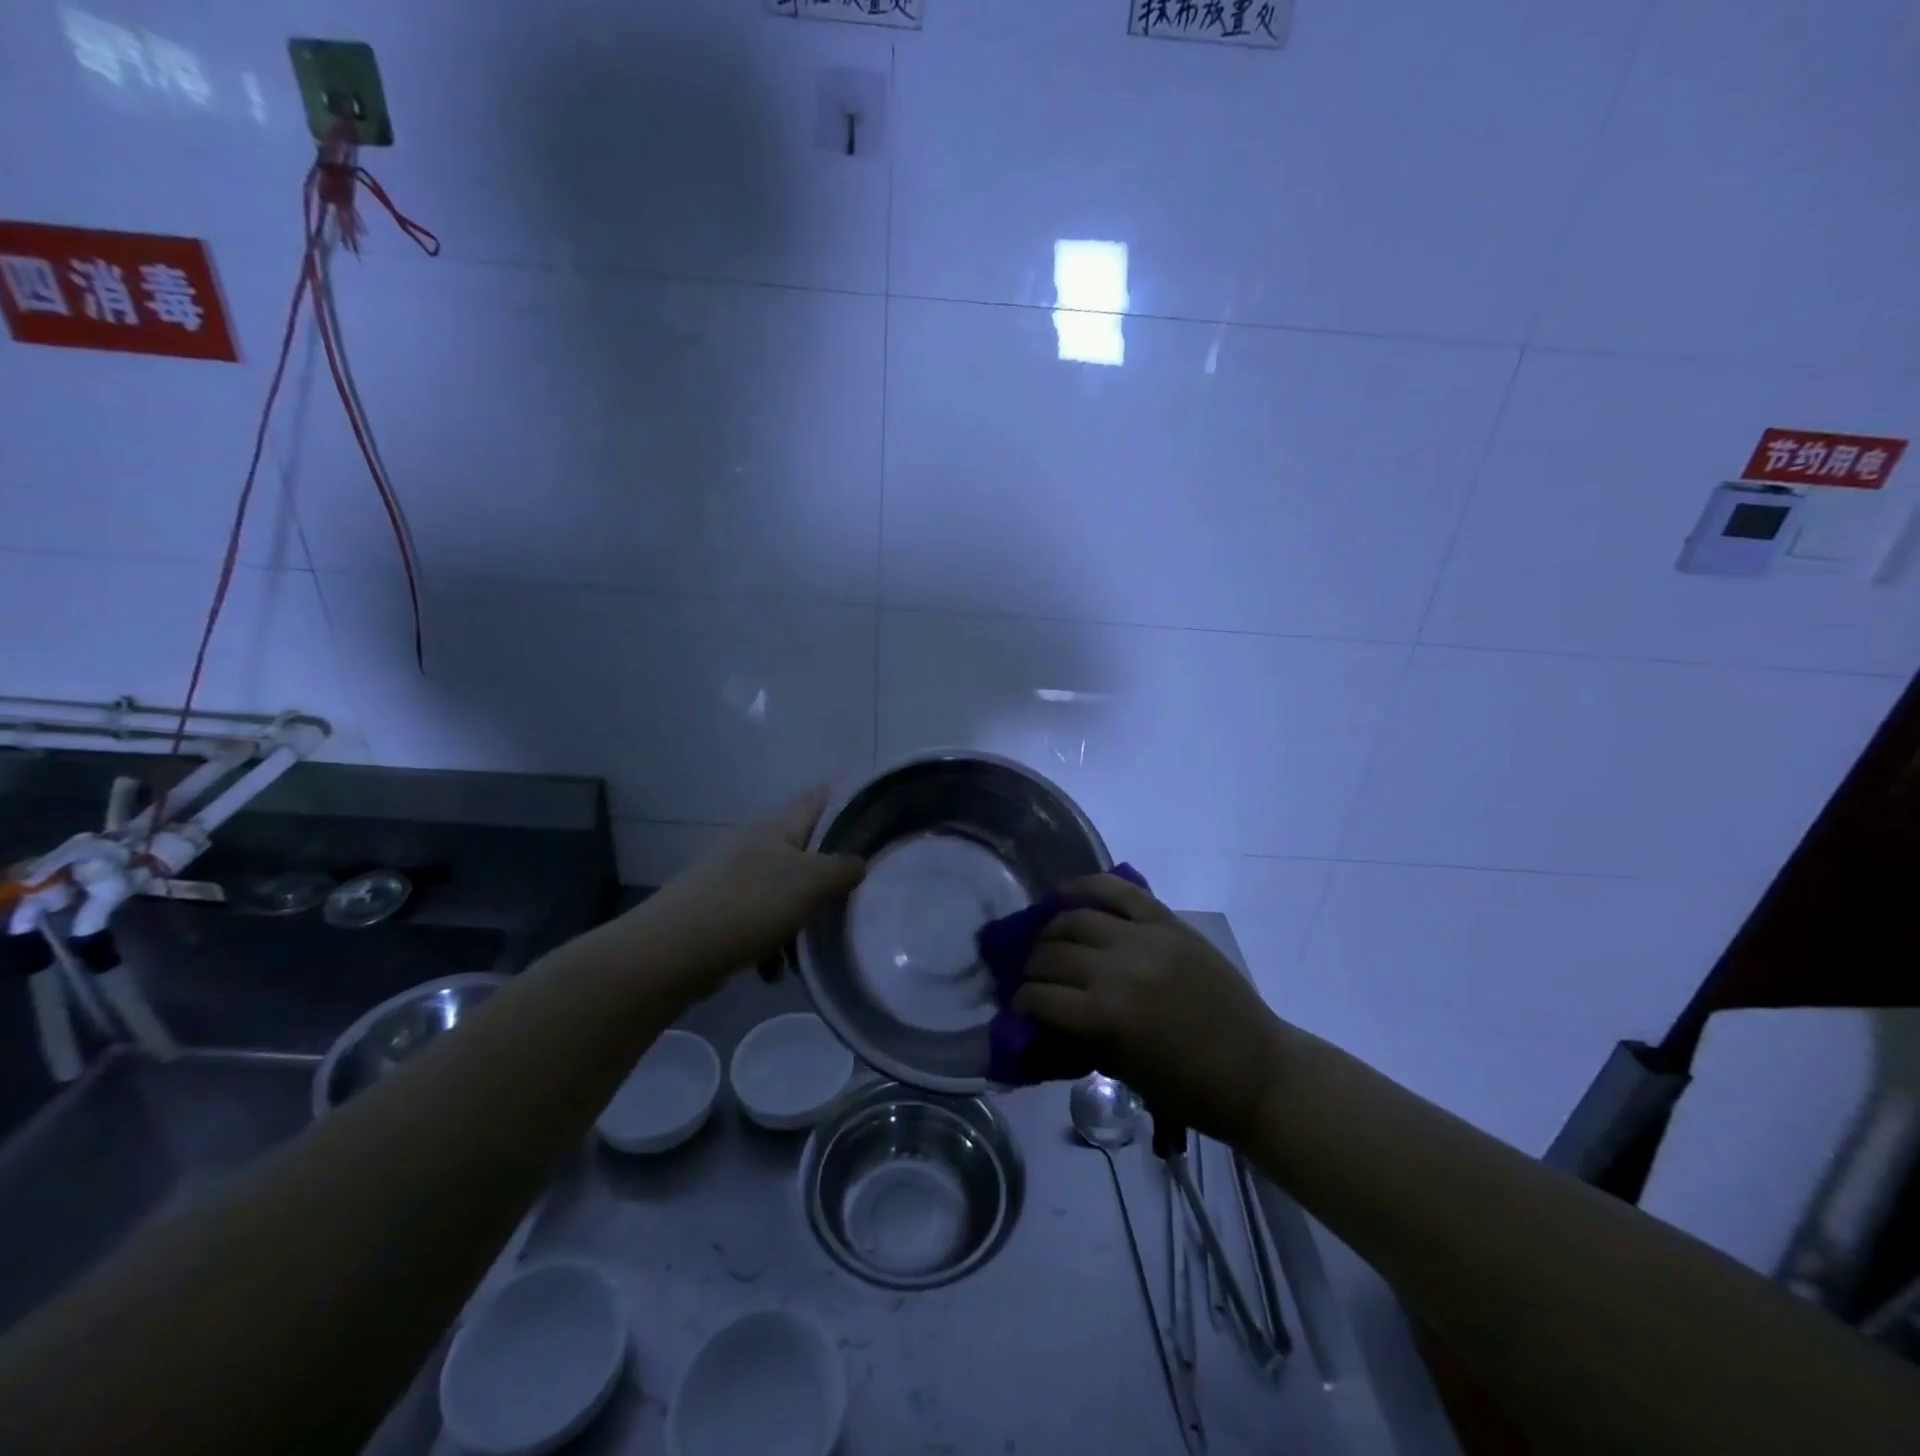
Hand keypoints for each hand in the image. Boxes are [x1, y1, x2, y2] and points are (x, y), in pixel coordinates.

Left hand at [642, 787, 865, 998]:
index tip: (877, 821)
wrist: (673, 952)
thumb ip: (842, 869)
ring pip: (784, 892)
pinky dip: (771, 944)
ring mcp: (734, 878)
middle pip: (804, 852)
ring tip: (809, 947)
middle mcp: (755, 845)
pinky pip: (760, 923)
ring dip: (801, 919)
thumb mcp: (810, 882)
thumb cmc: (749, 904)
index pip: (819, 799)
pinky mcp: (720, 912)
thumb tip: (857, 864)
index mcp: (777, 826)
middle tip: (857, 895)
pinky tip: (773, 971)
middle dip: (829, 876)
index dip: (847, 802)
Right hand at [1014, 874, 1290, 1144]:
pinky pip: (1121, 891)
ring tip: (1048, 940)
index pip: (1041, 998)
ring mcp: (1145, 939)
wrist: (1256, 1071)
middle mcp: (1119, 970)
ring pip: (1077, 918)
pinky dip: (1089, 885)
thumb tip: (1040, 1016)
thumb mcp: (1122, 1070)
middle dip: (1032, 967)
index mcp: (1107, 1017)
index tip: (1018, 1006)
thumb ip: (1078, 1036)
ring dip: (1052, 930)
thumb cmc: (1188, 1088)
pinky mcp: (1168, 923)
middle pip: (1053, 954)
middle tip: (1031, 976)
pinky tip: (1066, 891)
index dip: (1021, 1002)